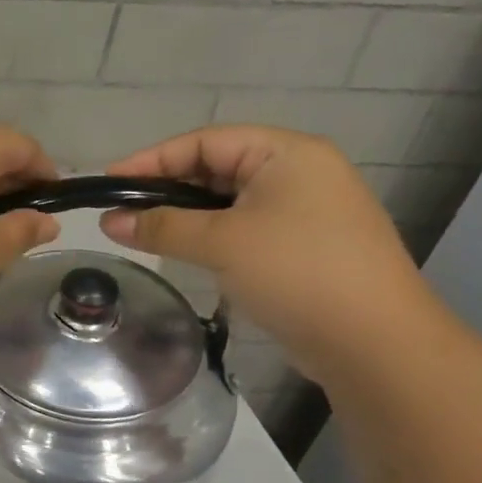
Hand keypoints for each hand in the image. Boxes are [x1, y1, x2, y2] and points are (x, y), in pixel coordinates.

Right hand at [101, 126, 434, 381]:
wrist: (373, 341)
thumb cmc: (296, 272)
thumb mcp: (221, 242)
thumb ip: (161, 226)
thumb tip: (108, 222)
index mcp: (287, 154)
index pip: (205, 141)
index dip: (152, 159)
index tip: (109, 182)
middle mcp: (299, 173)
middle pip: (216, 167)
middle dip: (166, 188)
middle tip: (120, 210)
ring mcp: (304, 210)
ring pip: (227, 201)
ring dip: (184, 214)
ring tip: (141, 231)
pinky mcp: (301, 245)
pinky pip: (242, 227)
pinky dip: (208, 234)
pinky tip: (182, 250)